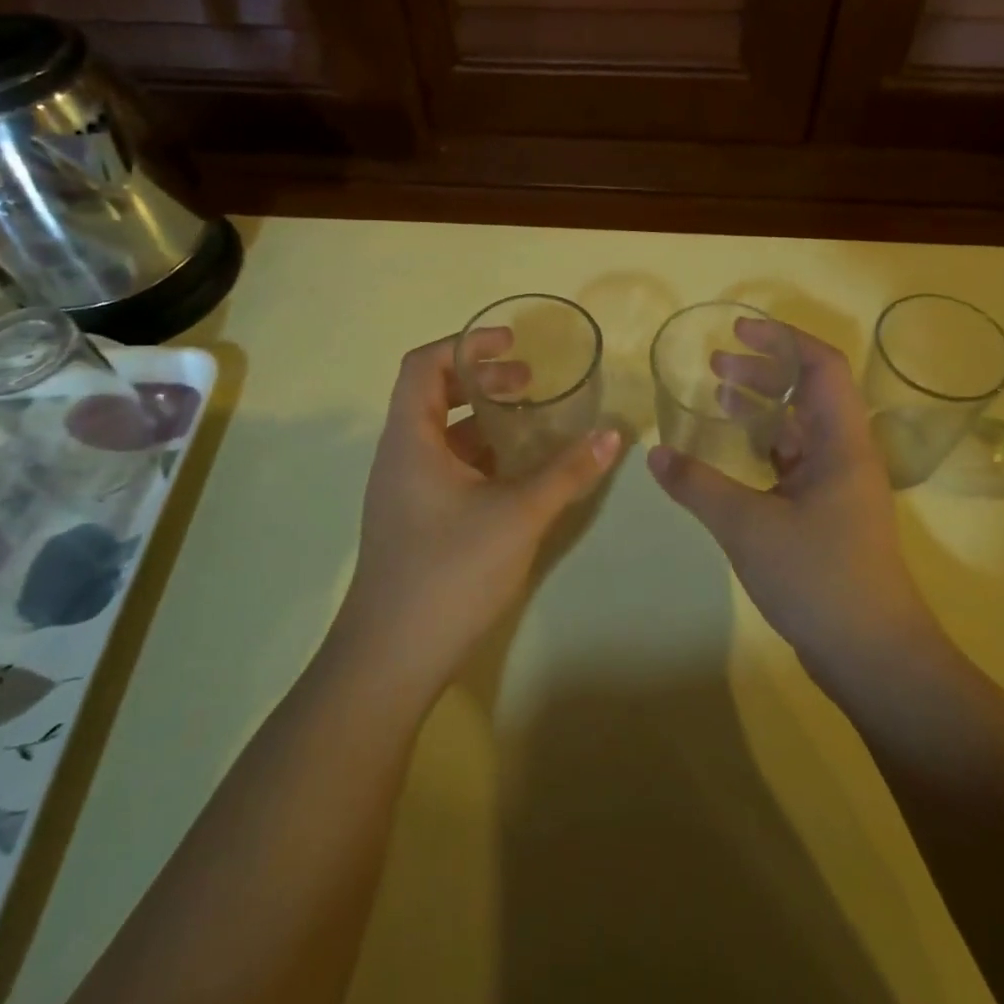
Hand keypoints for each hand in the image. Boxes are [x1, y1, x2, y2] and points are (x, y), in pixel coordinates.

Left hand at [337, 331, 621, 695]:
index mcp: (410, 439)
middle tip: (530, 383)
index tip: (512, 344)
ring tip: (531, 423)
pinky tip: (515, 474)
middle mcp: (399, 456)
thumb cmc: (449, 572)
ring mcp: (403, 491)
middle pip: (432, 394)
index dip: (466, 344)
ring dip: (483, 420)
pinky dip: (479, 456)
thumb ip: (567, 472)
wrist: (390, 659)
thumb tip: (613, 434)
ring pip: (441, 435)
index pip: (424, 365)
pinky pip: (445, 467)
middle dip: (482, 380)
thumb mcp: (518, 515)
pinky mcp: (413, 520)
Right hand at [647, 320, 935, 688]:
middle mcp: (845, 455)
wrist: (873, 657)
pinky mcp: (828, 515)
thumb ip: (698, 485)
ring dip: (762, 409)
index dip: (782, 340)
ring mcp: (839, 487)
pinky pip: (794, 462)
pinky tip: (732, 456)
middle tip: (716, 366)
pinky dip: (763, 447)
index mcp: (840, 443)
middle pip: (808, 392)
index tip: (738, 331)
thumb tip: (655, 454)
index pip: (821, 366)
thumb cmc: (819, 577)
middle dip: (763, 371)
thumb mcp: (747, 526)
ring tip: (718, 399)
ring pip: (799, 429)